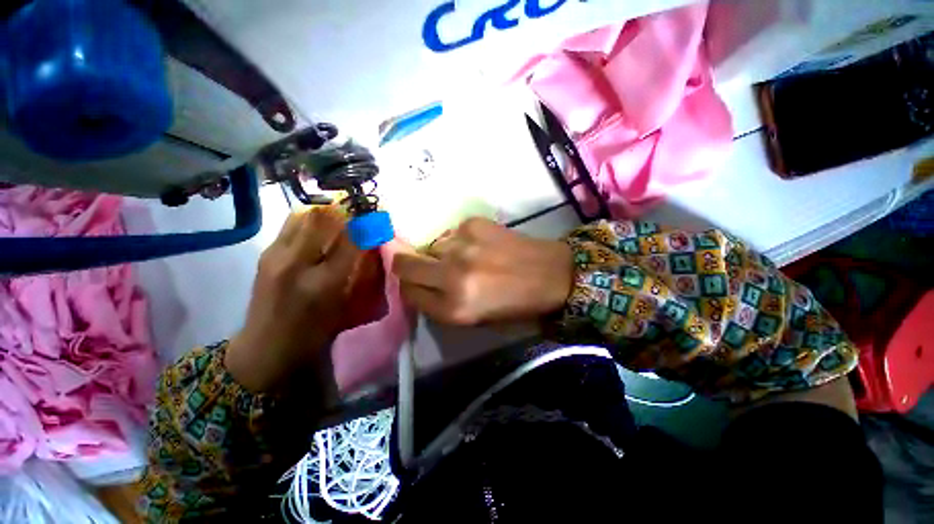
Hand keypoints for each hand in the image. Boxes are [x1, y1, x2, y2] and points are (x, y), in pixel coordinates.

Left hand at [225, 207, 382, 392]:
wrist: (265, 347)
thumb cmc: (316, 332)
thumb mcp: (347, 306)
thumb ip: (362, 272)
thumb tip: (372, 243)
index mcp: (324, 282)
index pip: (351, 239)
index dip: (366, 224)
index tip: (377, 218)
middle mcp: (296, 263)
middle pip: (321, 217)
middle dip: (344, 211)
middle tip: (357, 214)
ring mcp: (275, 255)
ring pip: (303, 215)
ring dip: (325, 212)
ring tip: (338, 220)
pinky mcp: (265, 253)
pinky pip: (291, 224)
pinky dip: (309, 220)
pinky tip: (318, 231)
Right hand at [391, 218, 572, 324]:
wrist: (553, 274)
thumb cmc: (516, 305)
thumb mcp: (475, 319)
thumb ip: (441, 304)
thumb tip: (418, 283)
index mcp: (455, 308)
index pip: (408, 293)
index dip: (410, 288)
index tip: (418, 284)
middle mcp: (452, 276)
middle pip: (404, 264)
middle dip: (406, 266)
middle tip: (424, 267)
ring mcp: (462, 246)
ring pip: (430, 247)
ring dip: (440, 254)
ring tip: (466, 258)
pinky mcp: (472, 224)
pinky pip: (450, 234)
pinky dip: (458, 242)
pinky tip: (479, 246)